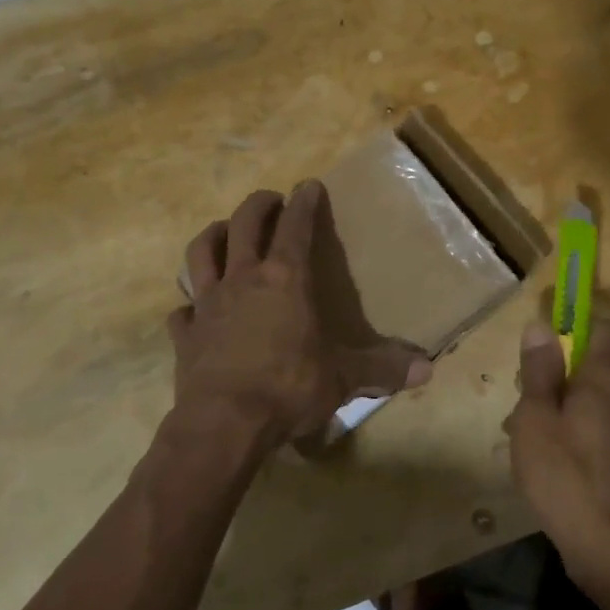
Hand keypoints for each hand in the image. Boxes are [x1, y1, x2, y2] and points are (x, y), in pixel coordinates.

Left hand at [167, 182, 432, 451]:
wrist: (224, 425)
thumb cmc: (288, 389)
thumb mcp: (342, 379)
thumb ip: (382, 370)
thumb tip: (428, 370)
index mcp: (285, 280)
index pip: (296, 227)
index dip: (304, 203)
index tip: (308, 185)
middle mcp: (244, 280)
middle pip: (245, 224)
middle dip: (259, 205)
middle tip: (271, 200)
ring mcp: (208, 304)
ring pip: (202, 253)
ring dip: (214, 235)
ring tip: (225, 232)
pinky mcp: (185, 334)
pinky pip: (182, 310)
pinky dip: (188, 305)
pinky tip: (193, 309)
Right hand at [507, 318, 609, 593]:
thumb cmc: (566, 474)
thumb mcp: (536, 417)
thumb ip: (539, 371)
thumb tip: (541, 326)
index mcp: (604, 379)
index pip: (604, 329)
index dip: (577, 325)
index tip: (547, 339)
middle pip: (594, 367)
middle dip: (558, 374)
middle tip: (524, 397)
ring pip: (594, 401)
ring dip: (562, 407)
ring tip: (527, 434)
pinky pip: (599, 430)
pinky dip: (575, 433)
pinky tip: (549, 461)